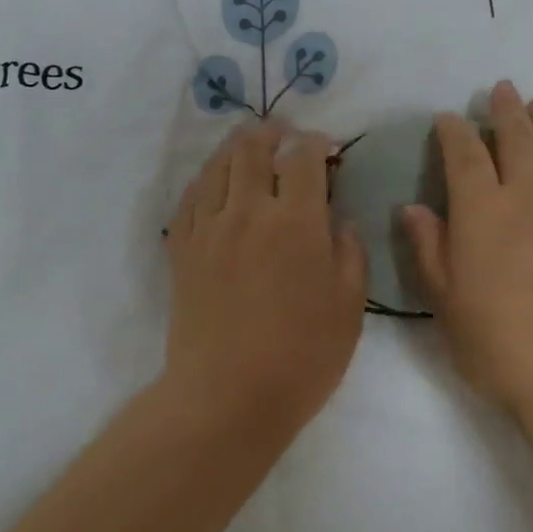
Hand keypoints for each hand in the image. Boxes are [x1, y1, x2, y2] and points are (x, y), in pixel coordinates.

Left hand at [164, 122, 368, 441]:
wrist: (226, 398)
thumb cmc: (301, 357)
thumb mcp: (349, 308)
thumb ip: (350, 253)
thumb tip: (340, 221)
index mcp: (296, 222)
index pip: (303, 157)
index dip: (315, 142)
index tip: (325, 148)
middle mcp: (249, 211)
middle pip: (253, 148)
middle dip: (272, 133)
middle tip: (284, 138)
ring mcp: (209, 227)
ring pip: (218, 165)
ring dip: (237, 148)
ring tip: (251, 149)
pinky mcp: (182, 248)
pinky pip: (190, 196)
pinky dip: (207, 178)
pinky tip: (216, 184)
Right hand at [402, 81, 532, 452]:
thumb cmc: (498, 343)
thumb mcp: (445, 301)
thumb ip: (429, 248)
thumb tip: (412, 207)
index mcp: (482, 211)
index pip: (465, 155)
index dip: (454, 131)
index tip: (448, 118)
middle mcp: (527, 197)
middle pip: (517, 139)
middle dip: (505, 111)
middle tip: (501, 88)